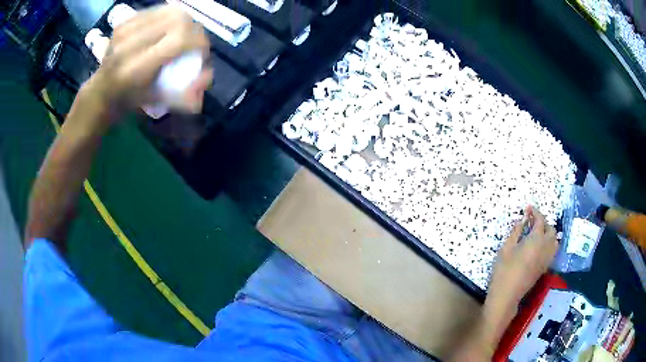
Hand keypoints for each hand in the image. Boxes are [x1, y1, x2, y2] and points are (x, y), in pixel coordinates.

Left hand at [85, 5, 211, 117]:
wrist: (101, 91)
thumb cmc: (129, 100)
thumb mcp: (156, 102)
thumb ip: (185, 93)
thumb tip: (208, 79)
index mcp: (136, 69)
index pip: (179, 38)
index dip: (199, 40)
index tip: (202, 50)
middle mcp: (129, 45)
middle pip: (178, 19)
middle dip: (194, 28)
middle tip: (193, 41)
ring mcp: (125, 30)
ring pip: (170, 10)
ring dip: (183, 21)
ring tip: (181, 34)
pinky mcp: (124, 21)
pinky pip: (157, 10)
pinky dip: (168, 17)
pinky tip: (165, 29)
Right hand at [449, 206, 558, 360]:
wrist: (507, 296)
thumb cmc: (504, 271)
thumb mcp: (506, 249)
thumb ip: (516, 232)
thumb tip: (522, 220)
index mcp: (536, 240)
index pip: (540, 221)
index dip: (535, 212)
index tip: (528, 208)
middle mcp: (545, 247)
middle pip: (551, 230)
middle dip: (543, 222)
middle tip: (532, 221)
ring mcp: (546, 259)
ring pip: (554, 241)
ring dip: (549, 233)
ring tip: (538, 233)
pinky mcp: (544, 268)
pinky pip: (552, 250)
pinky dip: (549, 243)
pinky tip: (539, 247)